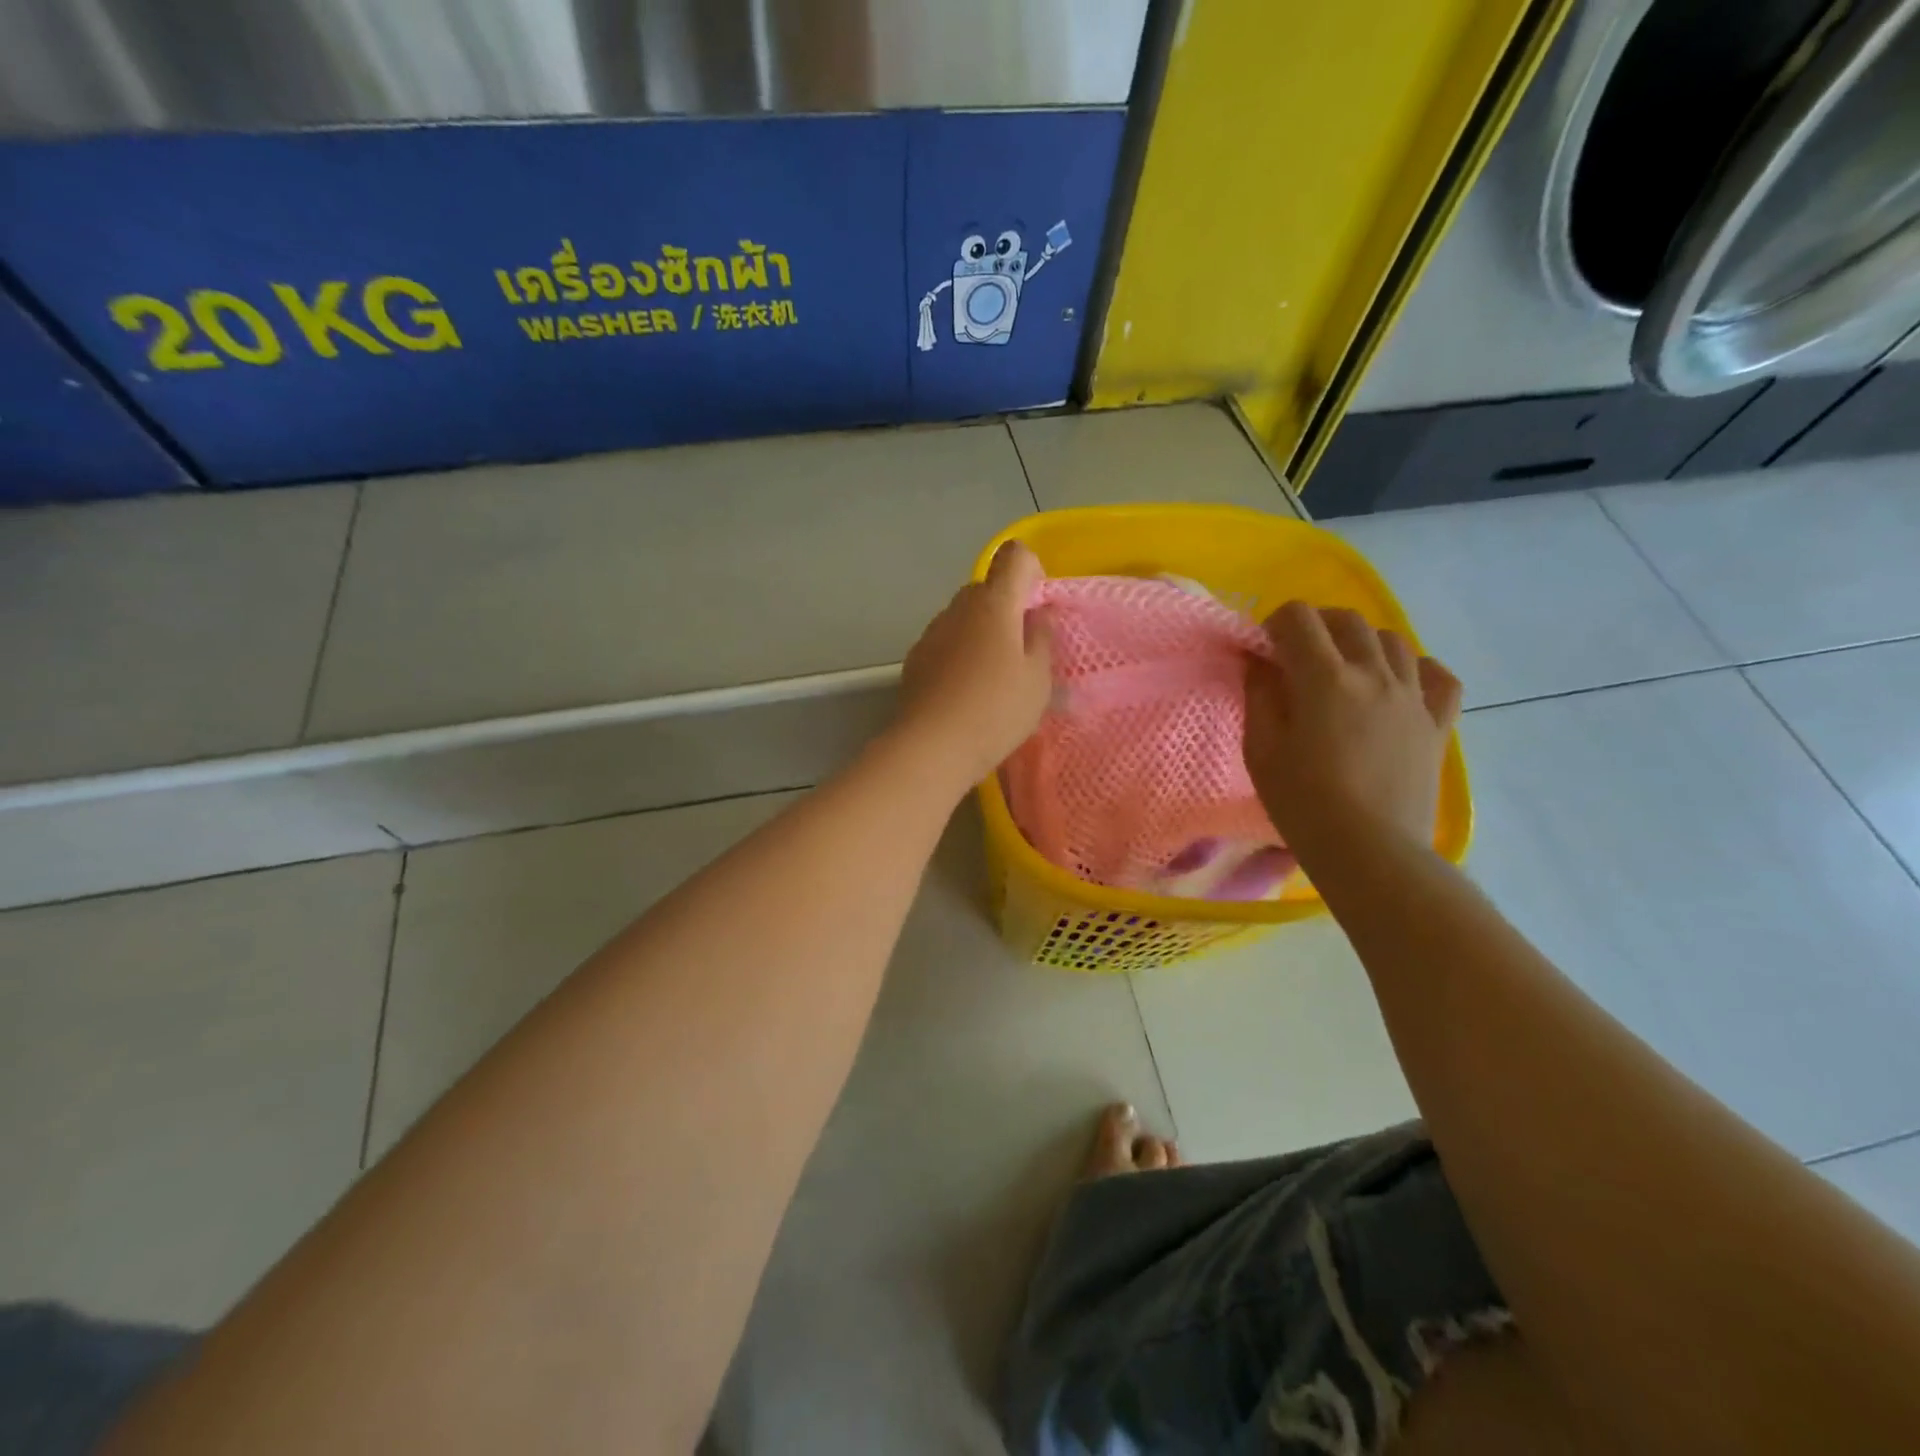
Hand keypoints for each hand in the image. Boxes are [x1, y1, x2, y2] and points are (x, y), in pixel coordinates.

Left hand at [896, 541, 1054, 788]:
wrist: (932, 747)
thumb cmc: (996, 710)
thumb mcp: (1037, 679)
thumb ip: (1042, 638)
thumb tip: (1040, 612)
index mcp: (994, 604)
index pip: (1014, 556)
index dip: (1031, 571)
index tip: (1037, 608)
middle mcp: (958, 607)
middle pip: (986, 589)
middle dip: (1006, 609)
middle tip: (1021, 652)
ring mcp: (932, 632)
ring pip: (963, 617)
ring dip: (980, 633)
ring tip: (991, 679)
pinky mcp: (915, 658)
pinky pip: (945, 642)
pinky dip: (958, 654)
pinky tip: (964, 692)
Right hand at [1243, 601, 1461, 854]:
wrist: (1370, 851)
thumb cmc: (1303, 803)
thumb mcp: (1260, 749)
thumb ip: (1259, 695)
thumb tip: (1260, 662)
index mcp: (1325, 678)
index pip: (1299, 618)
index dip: (1275, 624)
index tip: (1264, 650)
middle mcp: (1375, 674)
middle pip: (1348, 620)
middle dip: (1316, 626)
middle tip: (1297, 656)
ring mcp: (1413, 697)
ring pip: (1393, 641)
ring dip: (1362, 643)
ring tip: (1344, 671)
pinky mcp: (1438, 724)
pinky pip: (1438, 677)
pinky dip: (1416, 669)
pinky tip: (1399, 684)